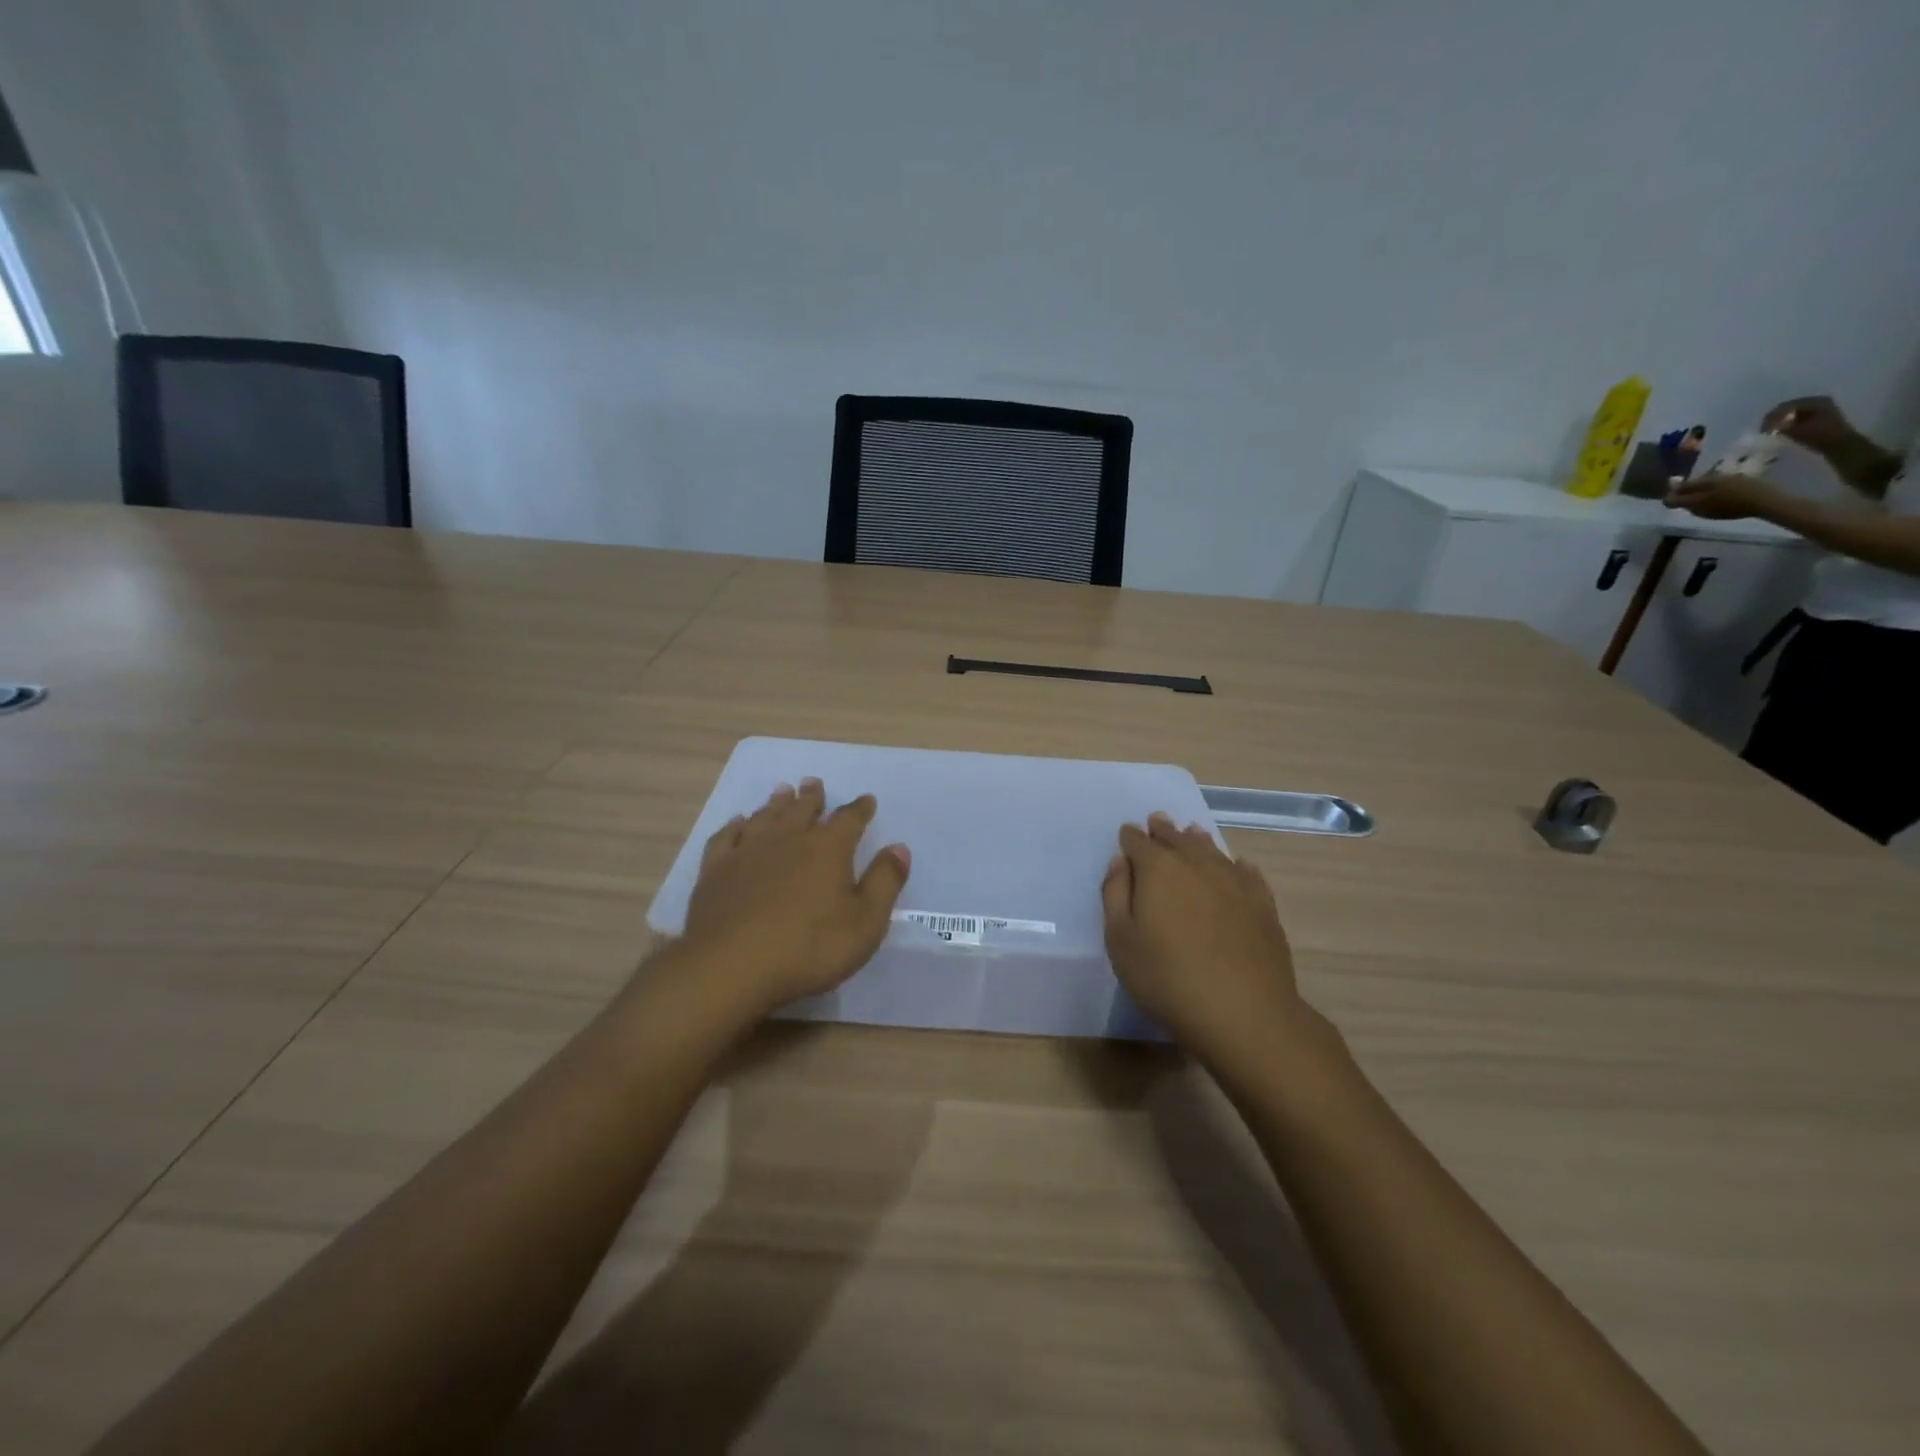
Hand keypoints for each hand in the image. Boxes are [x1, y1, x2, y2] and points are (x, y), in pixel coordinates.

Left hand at [678, 779, 909, 1014]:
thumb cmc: (809, 948)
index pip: (849, 819)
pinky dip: (735, 826)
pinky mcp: (715, 870)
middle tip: (814, 782)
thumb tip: (899, 847)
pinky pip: (726, 837)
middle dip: (812, 797)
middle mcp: (788, 839)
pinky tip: (738, 823)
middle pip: (802, 810)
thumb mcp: (865, 922)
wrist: (731, 966)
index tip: (866, 800)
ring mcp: (747, 852)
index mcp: (827, 849)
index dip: (859, 809)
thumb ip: (884, 881)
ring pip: (765, 817)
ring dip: (776, 803)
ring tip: (782, 791)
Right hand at [1102, 813, 1311, 1069]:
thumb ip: (1115, 894)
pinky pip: (1247, 873)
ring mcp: (1234, 882)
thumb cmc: (1166, 977)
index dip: (1130, 837)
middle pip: (1177, 839)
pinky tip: (1237, 866)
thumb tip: (1121, 862)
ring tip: (1191, 833)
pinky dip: (1236, 865)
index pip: (1139, 842)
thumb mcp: (1120, 940)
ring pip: (1212, 850)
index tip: (1127, 833)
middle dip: (1164, 831)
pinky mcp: (1263, 904)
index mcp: (1158, 869)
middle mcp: (1197, 864)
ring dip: (1197, 841)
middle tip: (1157, 822)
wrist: (1243, 1012)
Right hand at [1664, 472, 1783, 521]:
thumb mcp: (1699, 505)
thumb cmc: (1728, 505)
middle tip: (1683, 503)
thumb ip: (1680, 502)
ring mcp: (1733, 478)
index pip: (1681, 486)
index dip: (1673, 495)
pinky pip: (1724, 488)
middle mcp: (1717, 476)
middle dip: (1688, 492)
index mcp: (1703, 481)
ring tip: (1701, 503)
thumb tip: (1665, 499)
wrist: (1765, 500)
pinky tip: (1720, 501)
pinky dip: (1717, 494)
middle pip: (1697, 484)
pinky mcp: (1746, 483)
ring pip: (1711, 485)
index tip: (1668, 504)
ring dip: (1703, 492)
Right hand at [1762, 395, 1855, 454]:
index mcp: (1815, 401)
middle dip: (1775, 419)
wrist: (1841, 445)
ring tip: (1773, 432)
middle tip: (1765, 431)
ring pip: (1793, 413)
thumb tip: (1767, 426)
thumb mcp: (1797, 430)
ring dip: (1781, 422)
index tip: (1762, 430)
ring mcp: (1821, 408)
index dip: (1771, 418)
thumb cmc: (1820, 436)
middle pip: (1789, 408)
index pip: (1785, 406)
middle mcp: (1819, 401)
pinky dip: (1788, 424)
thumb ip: (1780, 426)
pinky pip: (1799, 417)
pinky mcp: (1820, 417)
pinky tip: (1783, 432)